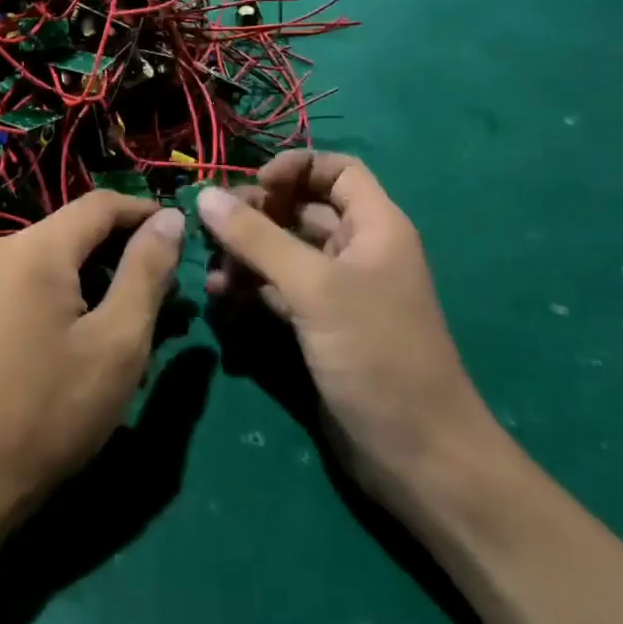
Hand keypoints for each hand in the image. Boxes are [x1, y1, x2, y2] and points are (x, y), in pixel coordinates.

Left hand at [0, 193, 184, 525]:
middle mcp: (4, 247)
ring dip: (103, 275)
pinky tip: (95, 331)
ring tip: (140, 318)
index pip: (101, 204)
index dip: (146, 213)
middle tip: (169, 292)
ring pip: (60, 255)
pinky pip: (38, 278)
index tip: (185, 237)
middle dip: (126, 251)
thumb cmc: (52, 409)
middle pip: (78, 228)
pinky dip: (74, 292)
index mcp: (36, 247)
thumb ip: (147, 270)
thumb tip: (169, 217)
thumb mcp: (119, 340)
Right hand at [199, 152, 493, 495]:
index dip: (294, 168)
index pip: (336, 170)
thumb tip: (205, 195)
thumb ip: (257, 238)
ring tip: (212, 273)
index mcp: (375, 226)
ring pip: (284, 251)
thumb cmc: (377, 354)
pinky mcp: (320, 326)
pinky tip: (221, 299)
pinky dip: (251, 287)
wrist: (417, 455)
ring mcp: (338, 291)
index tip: (252, 186)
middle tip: (215, 231)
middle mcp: (357, 250)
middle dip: (257, 214)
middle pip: (302, 208)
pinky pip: (278, 289)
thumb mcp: (314, 289)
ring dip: (246, 254)